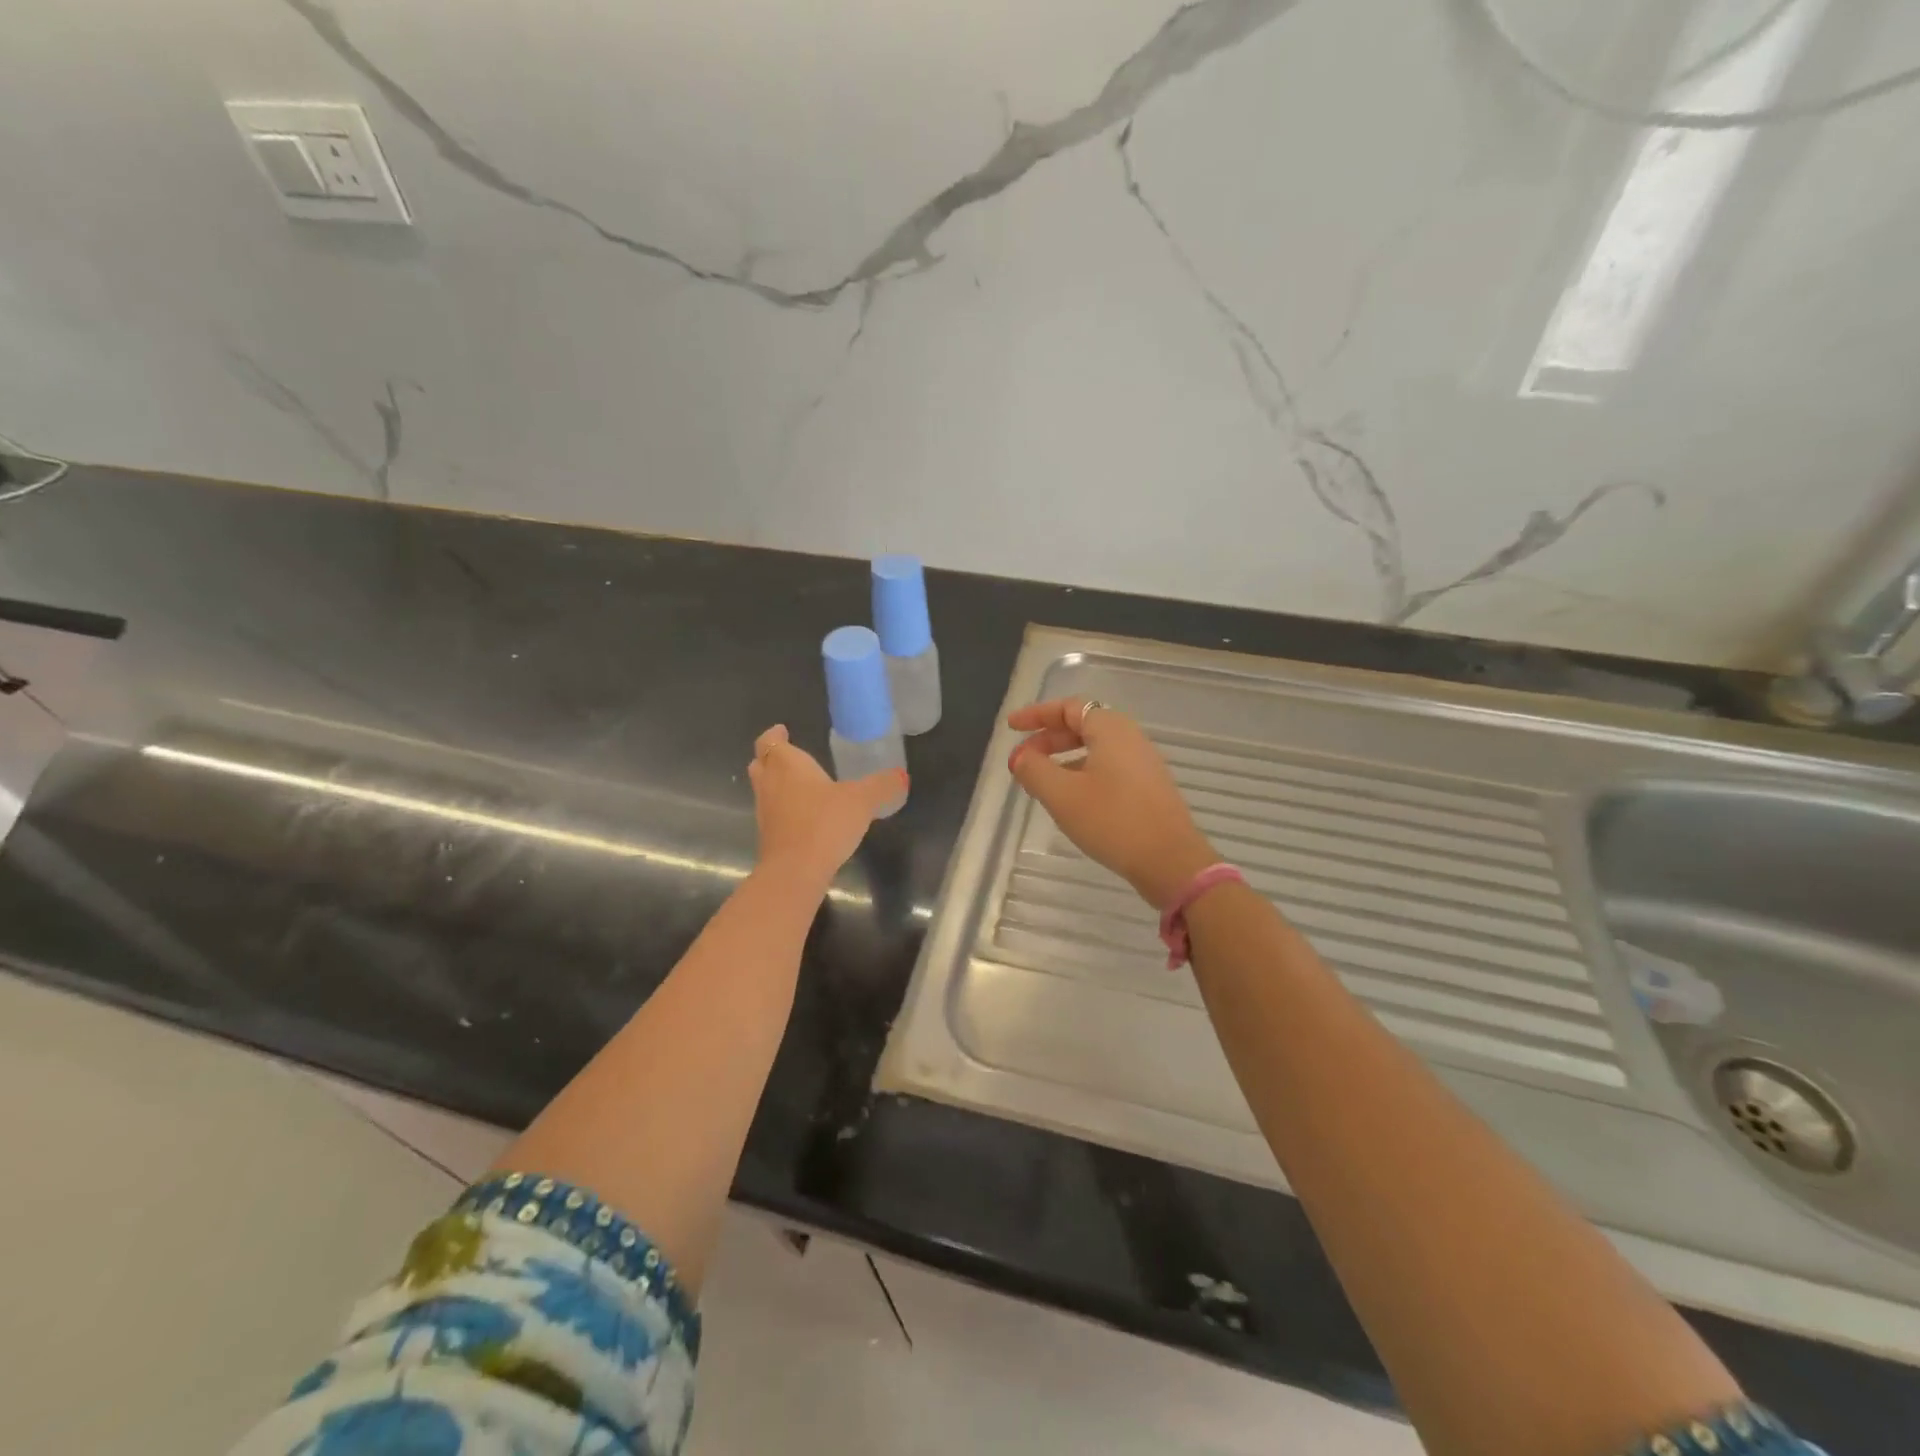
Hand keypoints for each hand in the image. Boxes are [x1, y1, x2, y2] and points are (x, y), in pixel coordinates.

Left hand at [748, 724, 904, 889]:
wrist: (795, 870)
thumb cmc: (824, 822)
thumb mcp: (862, 800)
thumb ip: (882, 786)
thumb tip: (901, 776)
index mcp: (787, 764)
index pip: (769, 741)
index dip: (774, 735)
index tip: (782, 731)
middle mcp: (770, 784)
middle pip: (761, 764)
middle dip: (772, 758)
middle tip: (790, 756)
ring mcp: (765, 812)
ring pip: (765, 790)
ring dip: (777, 785)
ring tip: (802, 786)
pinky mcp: (768, 837)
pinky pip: (773, 815)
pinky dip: (784, 810)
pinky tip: (806, 817)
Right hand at [1007, 698, 1218, 909]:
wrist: (1170, 861)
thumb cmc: (1112, 820)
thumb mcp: (1062, 795)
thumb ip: (1034, 770)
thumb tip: (1020, 757)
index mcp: (1110, 729)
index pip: (1068, 707)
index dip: (1036, 714)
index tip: (1012, 727)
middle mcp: (1130, 738)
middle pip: (1082, 725)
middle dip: (1048, 739)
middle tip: (1022, 759)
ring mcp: (1143, 763)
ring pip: (1095, 749)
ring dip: (1063, 758)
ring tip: (1040, 781)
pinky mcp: (1148, 788)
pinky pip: (1108, 767)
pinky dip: (1082, 772)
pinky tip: (1070, 799)